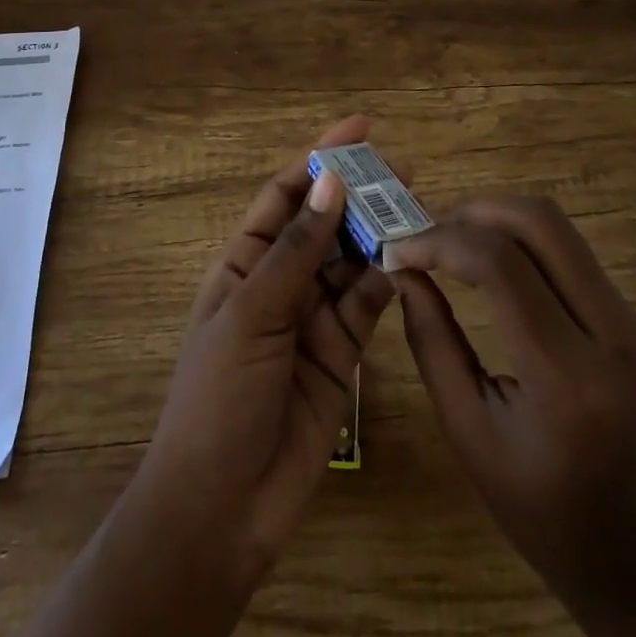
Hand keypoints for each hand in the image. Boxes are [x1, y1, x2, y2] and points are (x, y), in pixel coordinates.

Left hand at [0, 119, 395, 636]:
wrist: (221, 508)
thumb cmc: (219, 397)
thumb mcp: (252, 313)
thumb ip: (298, 250)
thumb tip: (330, 179)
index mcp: (245, 262)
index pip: (286, 193)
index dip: (319, 157)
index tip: (361, 128)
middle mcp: (281, 281)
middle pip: (325, 223)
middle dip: (359, 194)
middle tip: (404, 170)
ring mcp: (312, 317)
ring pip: (352, 261)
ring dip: (378, 234)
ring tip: (416, 208)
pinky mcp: (341, 354)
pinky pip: (367, 305)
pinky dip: (386, 282)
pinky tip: (408, 261)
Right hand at [390, 197, 635, 636]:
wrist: (635, 554)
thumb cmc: (539, 509)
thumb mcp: (468, 433)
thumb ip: (432, 342)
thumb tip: (402, 270)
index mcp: (566, 377)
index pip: (500, 264)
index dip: (440, 242)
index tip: (398, 249)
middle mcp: (611, 333)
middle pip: (539, 221)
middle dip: (473, 212)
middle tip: (426, 233)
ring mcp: (629, 321)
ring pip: (557, 227)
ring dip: (497, 219)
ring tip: (451, 242)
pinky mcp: (631, 318)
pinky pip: (569, 252)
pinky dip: (521, 241)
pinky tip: (488, 262)